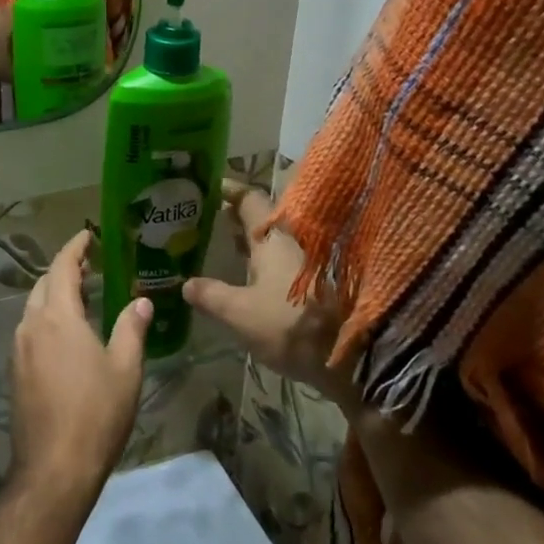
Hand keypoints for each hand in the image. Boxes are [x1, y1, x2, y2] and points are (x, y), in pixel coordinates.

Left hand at [9, 231, 152, 501]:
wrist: (54, 467)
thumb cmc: (96, 414)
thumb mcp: (125, 369)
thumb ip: (131, 328)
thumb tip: (141, 301)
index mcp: (58, 318)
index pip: (62, 268)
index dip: (74, 248)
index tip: (87, 235)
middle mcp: (31, 326)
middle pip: (44, 284)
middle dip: (64, 270)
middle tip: (89, 265)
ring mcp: (19, 350)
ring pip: (33, 308)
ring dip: (54, 295)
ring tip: (81, 297)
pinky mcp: (15, 372)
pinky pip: (29, 330)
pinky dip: (46, 319)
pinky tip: (66, 334)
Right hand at [183, 182, 350, 406]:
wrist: (357, 355)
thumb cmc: (291, 324)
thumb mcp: (241, 314)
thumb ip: (212, 296)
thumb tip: (186, 283)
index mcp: (273, 237)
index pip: (249, 199)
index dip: (229, 191)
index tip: (210, 187)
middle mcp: (294, 240)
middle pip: (264, 220)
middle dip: (238, 219)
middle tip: (210, 221)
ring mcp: (312, 261)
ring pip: (277, 243)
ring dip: (254, 243)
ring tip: (227, 248)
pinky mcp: (324, 284)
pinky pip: (287, 262)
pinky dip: (268, 263)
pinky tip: (254, 279)